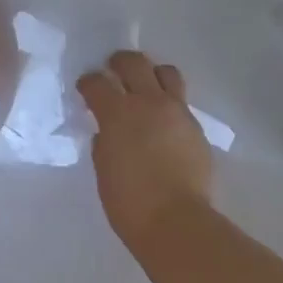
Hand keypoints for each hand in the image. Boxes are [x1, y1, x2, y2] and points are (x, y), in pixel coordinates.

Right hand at [77, 50, 213, 250]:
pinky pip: (181, 101)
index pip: (97, 82)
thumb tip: (108, 132)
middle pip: (134, 63)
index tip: (86, 89)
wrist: (176, 221)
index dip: (88, 82)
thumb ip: (104, 142)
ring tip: (146, 87)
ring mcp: (177, 111)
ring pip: (166, 72)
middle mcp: (148, 102)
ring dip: (152, 74)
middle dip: (120, 62)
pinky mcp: (196, 126)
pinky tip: (164, 121)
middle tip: (113, 70)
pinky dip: (169, 103)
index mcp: (118, 113)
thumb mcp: (103, 169)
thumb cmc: (129, 202)